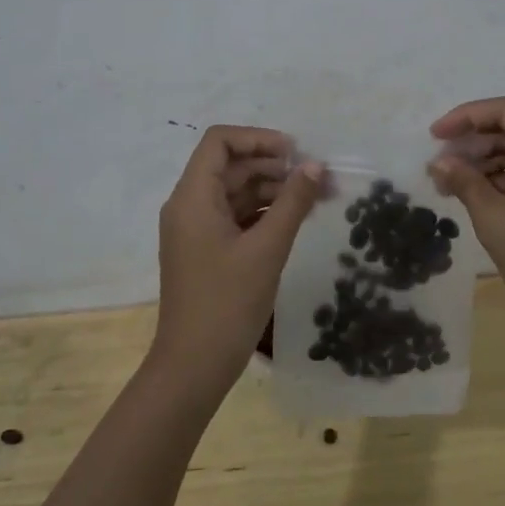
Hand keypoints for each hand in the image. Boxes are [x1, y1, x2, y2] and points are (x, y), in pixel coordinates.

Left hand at [155, 126, 323, 392]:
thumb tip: (316, 166)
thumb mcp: (267, 249)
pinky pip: (234, 216)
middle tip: (315, 178)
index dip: (257, 138)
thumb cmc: (227, 303)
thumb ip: (293, 202)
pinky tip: (293, 220)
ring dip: (271, 189)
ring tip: (313, 199)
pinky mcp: (205, 250)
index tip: (295, 153)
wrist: (193, 367)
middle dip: (273, 166)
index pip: (219, 142)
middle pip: (229, 165)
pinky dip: (262, 212)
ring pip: (234, 191)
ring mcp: (195, 229)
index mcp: (193, 197)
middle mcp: (188, 205)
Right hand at [427, 97, 504, 326]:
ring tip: (447, 185)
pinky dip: (497, 183)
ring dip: (481, 164)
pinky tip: (471, 198)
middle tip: (438, 166)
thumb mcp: (496, 220)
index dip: (467, 116)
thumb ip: (465, 183)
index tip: (435, 135)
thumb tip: (439, 162)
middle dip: (471, 143)